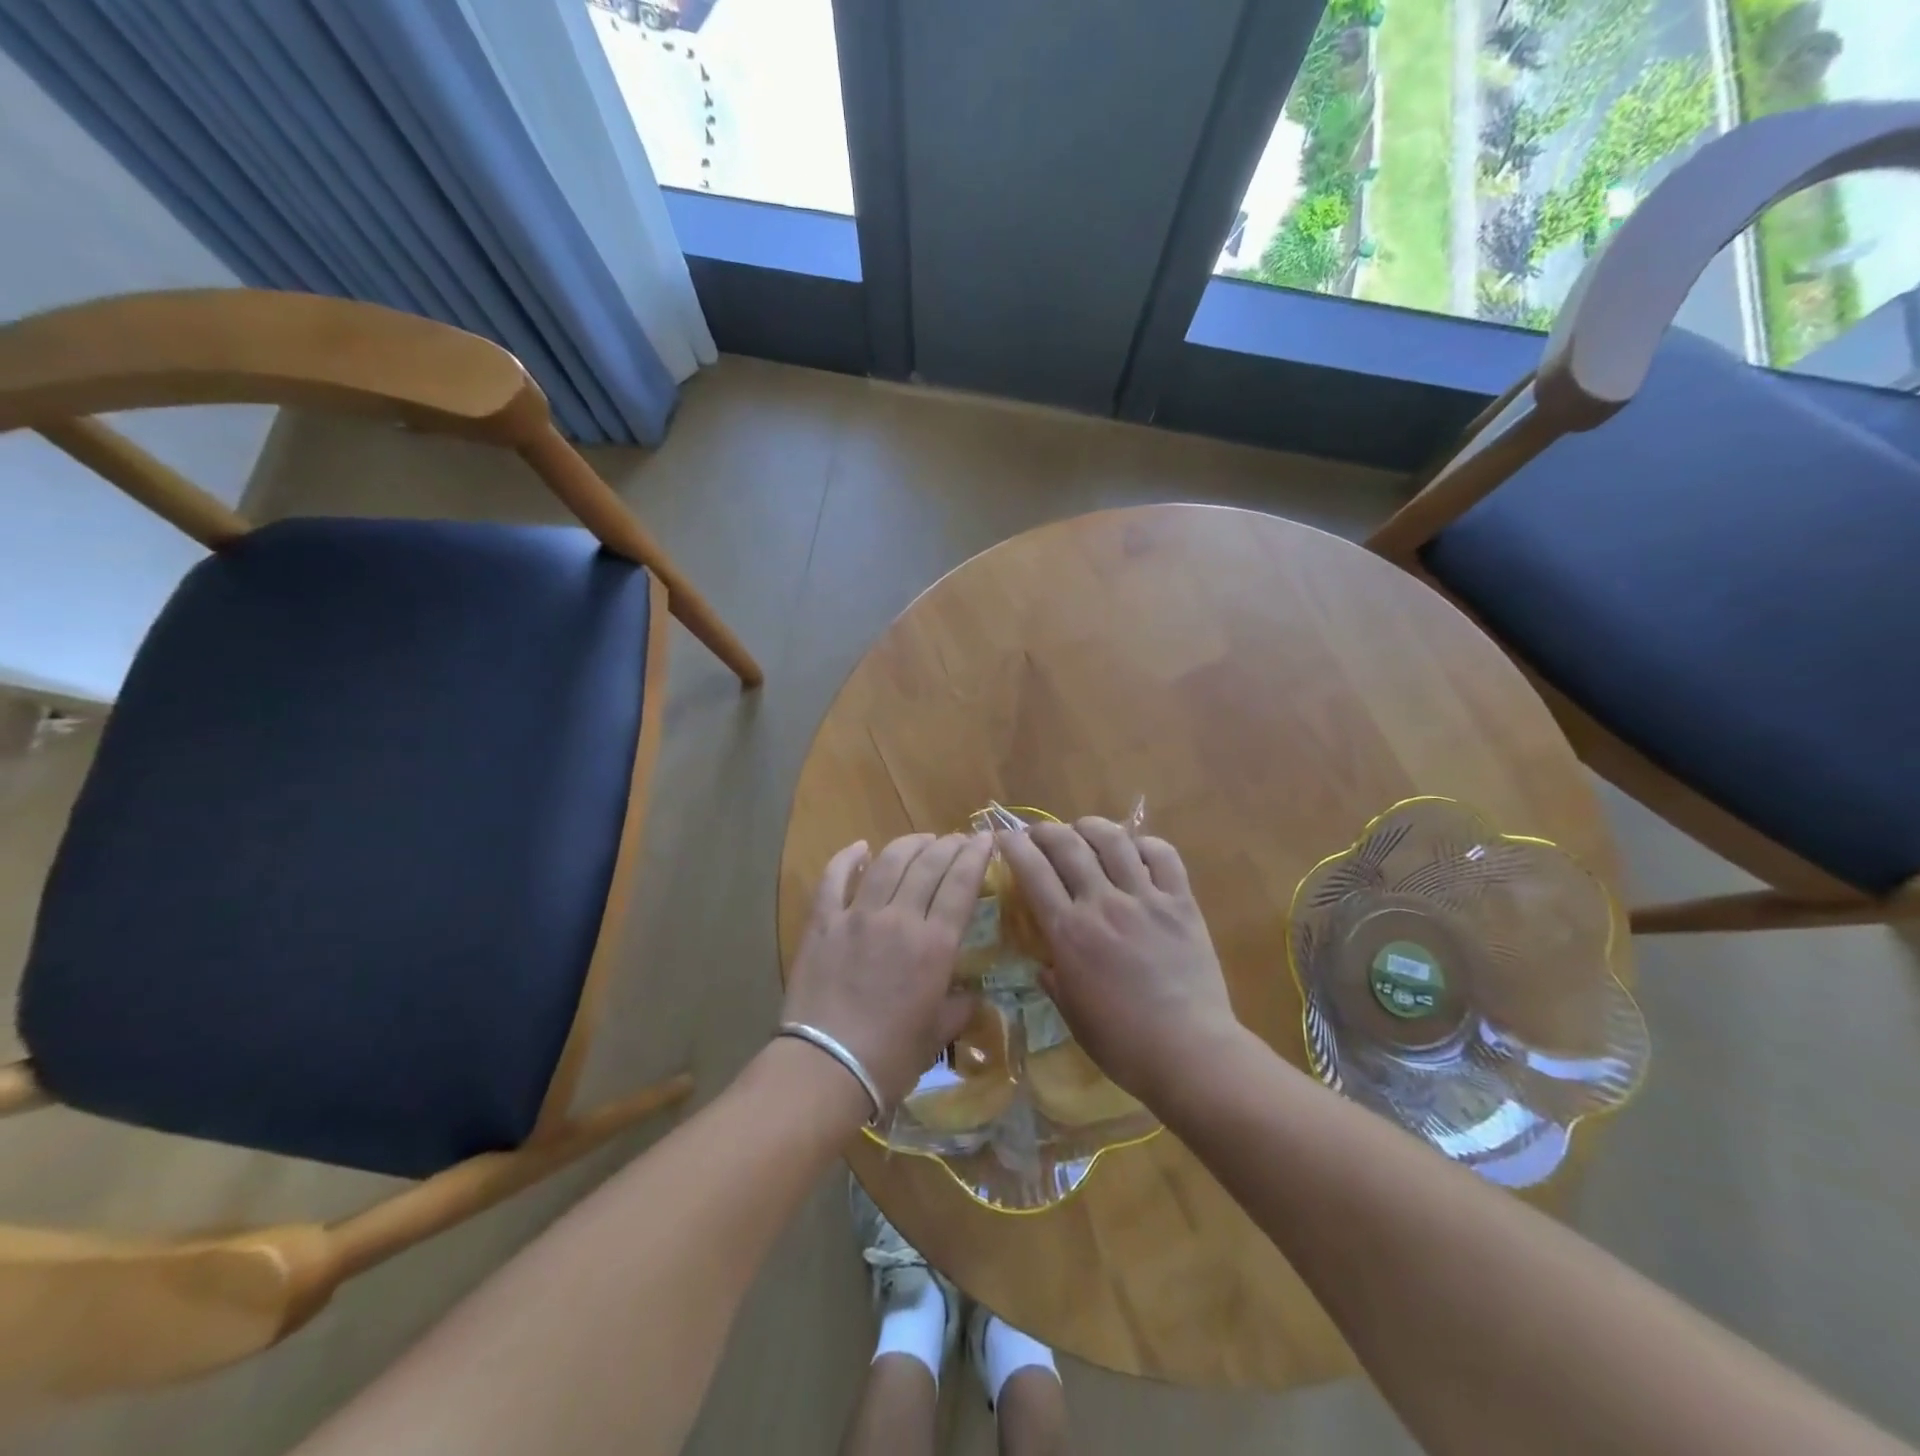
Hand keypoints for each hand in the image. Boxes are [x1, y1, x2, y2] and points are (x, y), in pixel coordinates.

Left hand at [782, 832, 991, 1110]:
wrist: (825, 1068)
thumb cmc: (889, 1058)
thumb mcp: (937, 1035)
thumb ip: (958, 1007)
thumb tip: (970, 995)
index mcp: (934, 945)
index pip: (962, 884)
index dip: (976, 856)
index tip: (985, 839)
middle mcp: (900, 918)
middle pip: (928, 865)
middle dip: (948, 845)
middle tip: (958, 839)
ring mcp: (857, 916)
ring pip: (888, 863)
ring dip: (909, 844)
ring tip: (922, 839)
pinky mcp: (822, 923)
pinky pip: (834, 879)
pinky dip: (847, 858)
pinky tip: (860, 847)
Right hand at [999, 818, 1240, 1103]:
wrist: (1190, 1053)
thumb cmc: (1123, 1044)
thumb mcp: (1072, 1015)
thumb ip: (1053, 981)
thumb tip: (1044, 964)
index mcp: (1069, 933)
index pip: (1033, 872)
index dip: (1014, 847)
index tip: (1004, 838)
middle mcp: (1103, 904)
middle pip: (1068, 846)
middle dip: (1046, 830)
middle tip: (1039, 833)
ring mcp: (1145, 899)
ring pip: (1113, 840)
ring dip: (1091, 827)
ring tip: (1083, 829)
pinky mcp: (1181, 903)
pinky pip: (1163, 856)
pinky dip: (1144, 844)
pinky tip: (1135, 849)